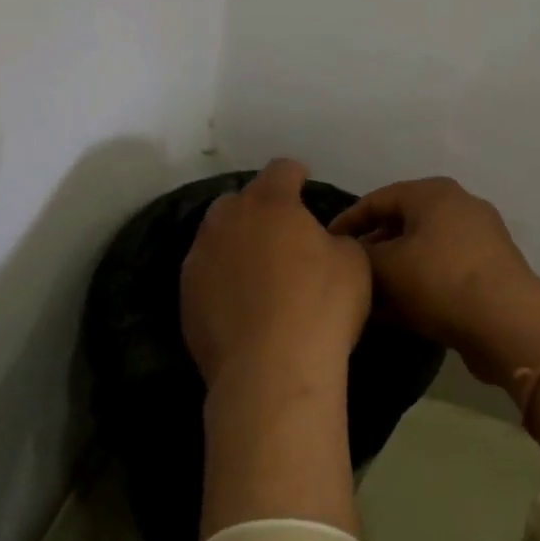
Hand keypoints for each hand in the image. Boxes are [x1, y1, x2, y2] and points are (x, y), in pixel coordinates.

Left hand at [181, 158, 371, 394]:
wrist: (271, 369)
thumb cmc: (321, 307)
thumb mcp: (353, 263)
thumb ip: (335, 239)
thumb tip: (320, 243)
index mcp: (270, 203)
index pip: (281, 170)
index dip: (295, 175)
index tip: (304, 183)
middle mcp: (226, 221)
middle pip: (238, 200)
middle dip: (258, 209)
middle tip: (280, 232)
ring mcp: (199, 259)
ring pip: (216, 237)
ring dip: (236, 244)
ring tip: (256, 269)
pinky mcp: (186, 297)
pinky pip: (206, 275)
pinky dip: (222, 280)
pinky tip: (239, 303)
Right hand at [330, 176, 539, 390]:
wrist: (507, 323)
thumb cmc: (439, 282)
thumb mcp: (386, 266)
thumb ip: (360, 255)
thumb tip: (350, 254)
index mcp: (434, 193)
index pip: (377, 199)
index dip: (347, 222)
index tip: (324, 245)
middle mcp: (459, 207)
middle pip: (402, 225)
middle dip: (372, 251)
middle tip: (347, 274)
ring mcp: (479, 240)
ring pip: (422, 252)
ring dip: (394, 274)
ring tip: (368, 298)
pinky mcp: (489, 272)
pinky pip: (442, 273)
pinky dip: (418, 287)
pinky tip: (397, 313)